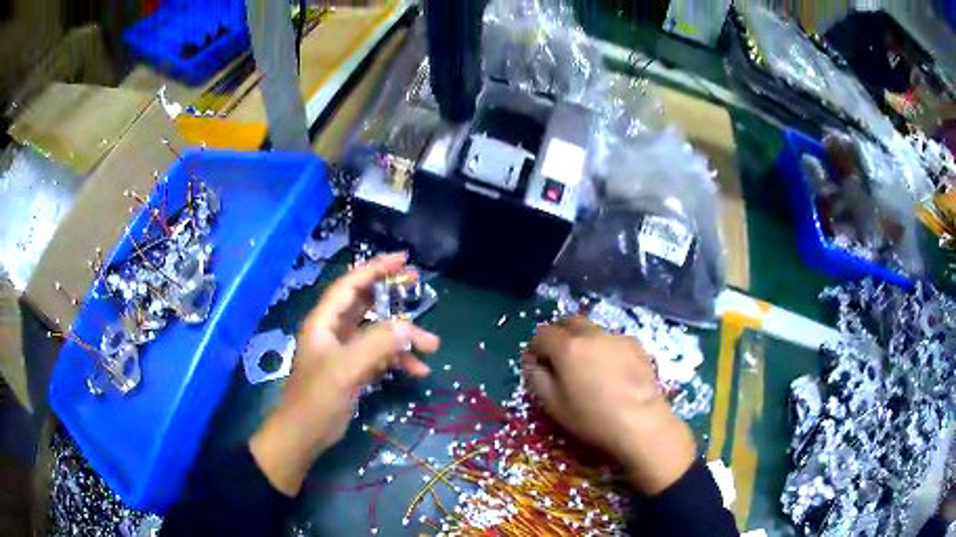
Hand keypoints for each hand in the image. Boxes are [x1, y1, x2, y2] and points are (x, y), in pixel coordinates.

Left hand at [250, 253, 439, 495]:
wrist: (305, 435)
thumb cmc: (317, 398)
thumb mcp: (345, 369)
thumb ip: (376, 345)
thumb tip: (407, 328)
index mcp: (324, 322)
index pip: (350, 285)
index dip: (375, 269)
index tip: (403, 259)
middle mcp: (334, 331)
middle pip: (365, 304)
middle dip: (392, 296)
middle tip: (418, 285)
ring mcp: (344, 352)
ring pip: (377, 333)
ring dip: (403, 338)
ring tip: (432, 347)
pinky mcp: (353, 370)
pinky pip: (379, 356)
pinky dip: (398, 360)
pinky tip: (417, 371)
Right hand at [524, 317, 695, 494]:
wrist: (641, 421)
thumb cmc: (592, 417)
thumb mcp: (554, 405)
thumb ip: (537, 379)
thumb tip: (533, 364)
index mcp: (567, 347)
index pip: (542, 333)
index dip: (535, 347)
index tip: (537, 363)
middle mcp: (591, 334)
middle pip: (569, 322)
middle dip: (560, 336)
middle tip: (561, 359)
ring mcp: (616, 337)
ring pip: (593, 330)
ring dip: (585, 341)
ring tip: (590, 366)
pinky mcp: (636, 344)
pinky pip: (613, 340)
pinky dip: (606, 349)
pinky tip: (612, 371)